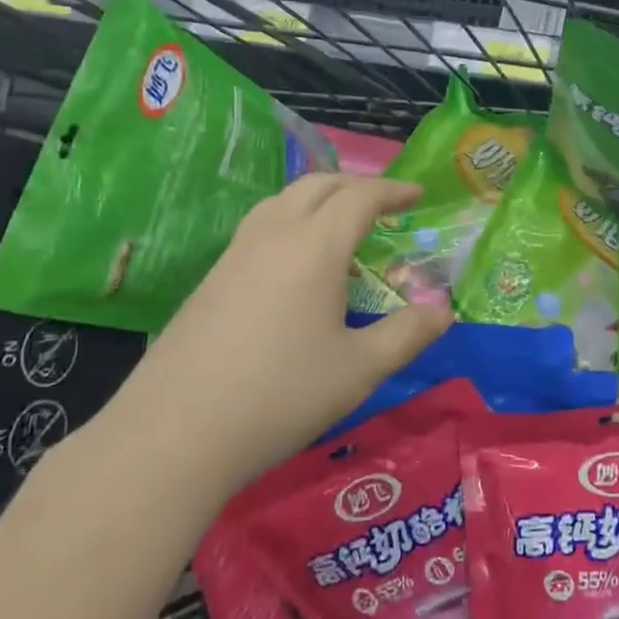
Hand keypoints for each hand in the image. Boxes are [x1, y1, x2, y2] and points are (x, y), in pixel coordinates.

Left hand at [102, 174, 453, 497]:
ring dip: (318, 198)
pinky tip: (293, 263)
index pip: (360, 196)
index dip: (393, 190)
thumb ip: (408, 334)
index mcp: (315, 246)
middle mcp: (273, 235)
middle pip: (317, 186)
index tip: (418, 194)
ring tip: (339, 224)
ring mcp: (235, 254)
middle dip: (356, 186)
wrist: (175, 432)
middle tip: (384, 205)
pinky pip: (259, 226)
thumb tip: (443, 310)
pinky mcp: (211, 279)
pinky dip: (290, 221)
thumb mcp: (360, 369)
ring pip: (282, 201)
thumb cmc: (281, 394)